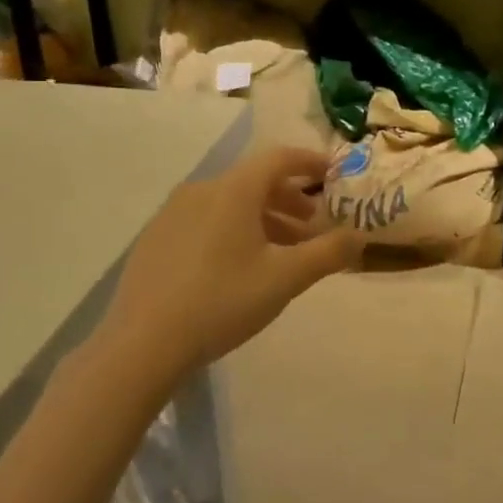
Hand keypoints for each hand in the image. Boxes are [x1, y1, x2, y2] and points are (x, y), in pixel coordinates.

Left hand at [100, 147, 362, 387]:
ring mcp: (173, 213)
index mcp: (234, 190)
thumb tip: (360, 235)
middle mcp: (202, 190)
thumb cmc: (222, 301)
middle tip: (312, 228)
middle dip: (290, 200)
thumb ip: (328, 253)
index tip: (333, 177)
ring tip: (281, 253)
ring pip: (229, 203)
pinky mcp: (156, 238)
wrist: (142, 344)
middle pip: (255, 181)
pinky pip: (205, 220)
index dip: (310, 163)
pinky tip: (237, 267)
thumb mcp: (285, 279)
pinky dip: (233, 230)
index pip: (279, 158)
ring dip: (263, 219)